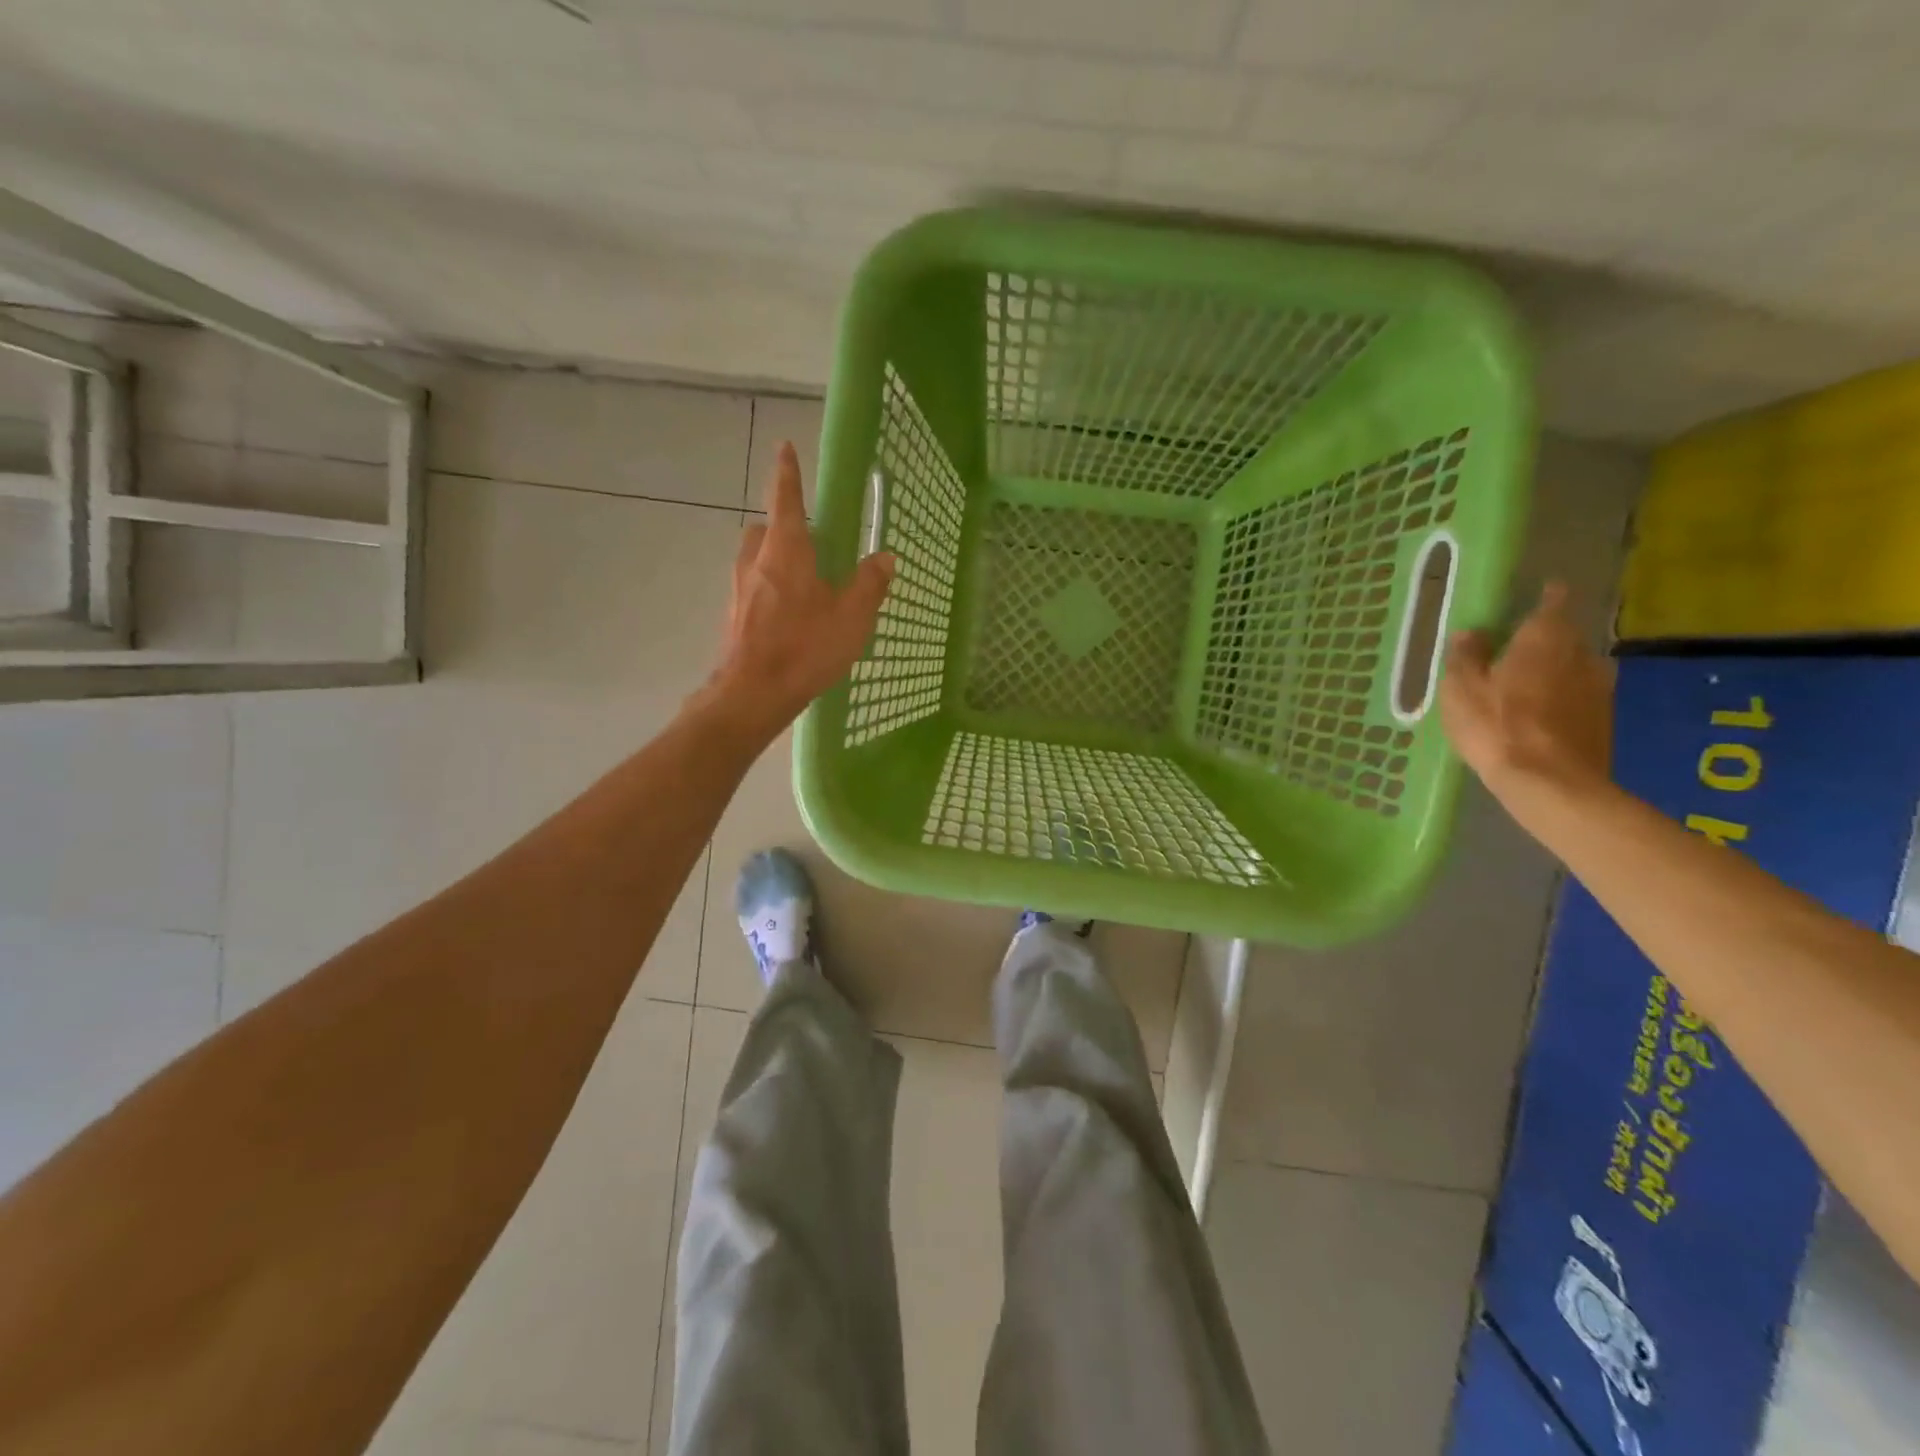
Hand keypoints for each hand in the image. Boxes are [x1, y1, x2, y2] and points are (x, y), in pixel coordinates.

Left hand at [704, 441, 894, 739]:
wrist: (752, 694)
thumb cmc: (804, 648)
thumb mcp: (851, 617)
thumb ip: (870, 584)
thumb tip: (885, 557)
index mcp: (785, 551)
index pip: (785, 499)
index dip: (787, 472)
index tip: (784, 447)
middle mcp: (756, 562)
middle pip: (764, 528)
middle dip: (782, 526)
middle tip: (808, 541)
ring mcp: (739, 590)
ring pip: (755, 559)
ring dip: (774, 559)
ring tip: (803, 584)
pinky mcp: (733, 616)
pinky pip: (752, 588)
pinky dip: (768, 589)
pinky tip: (788, 617)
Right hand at [1439, 581, 1612, 802]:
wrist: (1552, 784)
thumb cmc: (1498, 727)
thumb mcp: (1461, 690)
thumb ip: (1466, 658)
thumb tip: (1471, 633)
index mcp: (1544, 639)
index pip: (1553, 603)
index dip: (1546, 597)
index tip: (1538, 594)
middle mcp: (1581, 654)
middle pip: (1564, 637)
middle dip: (1543, 640)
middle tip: (1514, 650)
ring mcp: (1599, 688)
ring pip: (1573, 667)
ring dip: (1553, 671)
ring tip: (1524, 685)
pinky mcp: (1603, 719)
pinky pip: (1578, 696)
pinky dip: (1561, 698)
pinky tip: (1538, 716)